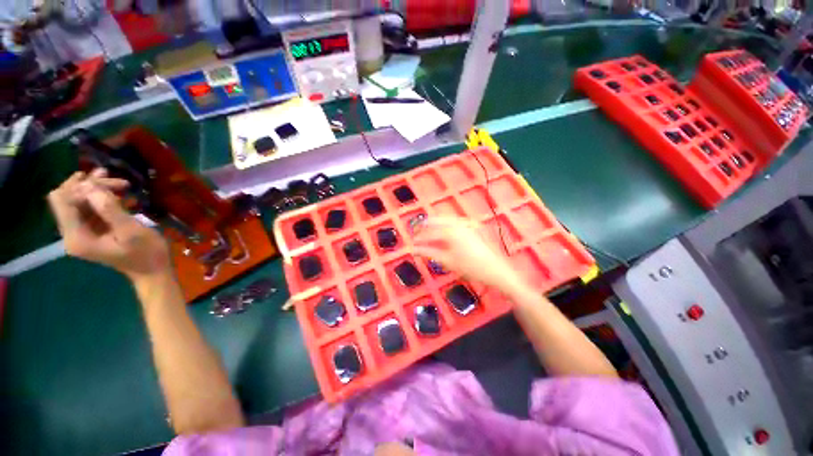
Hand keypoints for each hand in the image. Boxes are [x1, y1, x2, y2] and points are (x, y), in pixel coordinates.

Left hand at [48, 169, 170, 281]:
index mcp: (76, 237)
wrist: (152, 271)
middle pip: (66, 197)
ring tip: (120, 183)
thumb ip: (110, 210)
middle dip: (89, 185)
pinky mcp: (89, 230)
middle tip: (117, 181)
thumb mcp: (132, 232)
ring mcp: (79, 232)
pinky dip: (99, 197)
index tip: (111, 186)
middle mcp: (71, 233)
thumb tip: (91, 185)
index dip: (83, 187)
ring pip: (76, 199)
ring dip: (95, 189)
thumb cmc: (146, 253)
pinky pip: (86, 207)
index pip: (63, 200)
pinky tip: (117, 193)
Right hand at [412, 217, 522, 291]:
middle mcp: (459, 223)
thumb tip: (414, 249)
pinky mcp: (475, 226)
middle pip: (438, 221)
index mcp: (451, 231)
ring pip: (448, 219)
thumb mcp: (447, 261)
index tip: (412, 243)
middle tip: (417, 231)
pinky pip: (457, 221)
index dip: (419, 238)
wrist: (496, 270)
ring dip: (436, 223)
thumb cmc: (470, 268)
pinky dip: (448, 223)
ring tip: (428, 229)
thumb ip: (429, 252)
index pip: (430, 233)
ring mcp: (469, 223)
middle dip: (426, 226)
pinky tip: (445, 228)